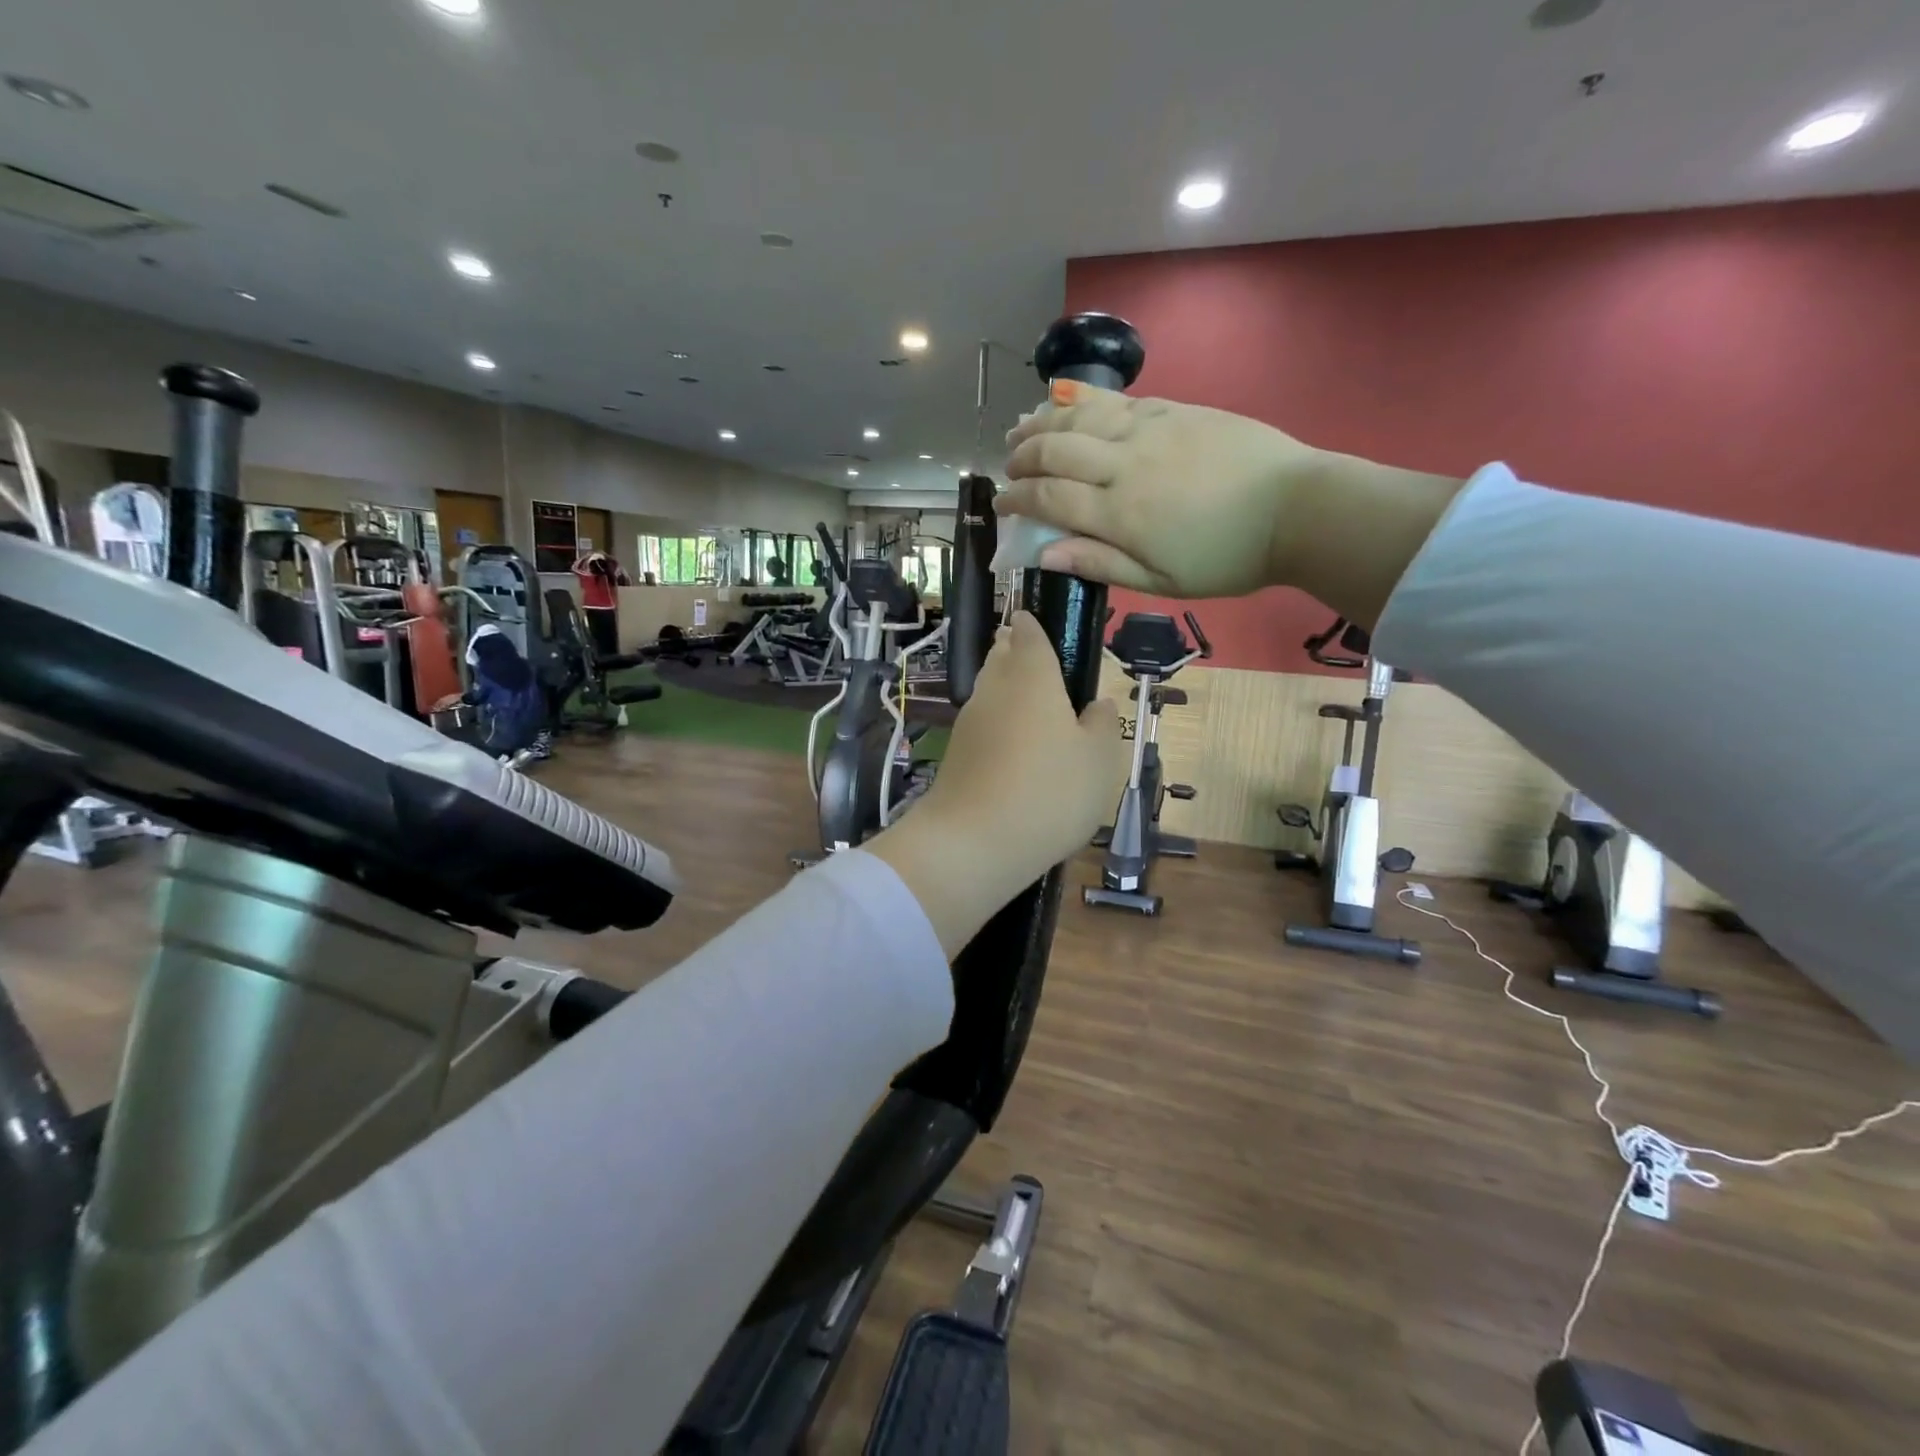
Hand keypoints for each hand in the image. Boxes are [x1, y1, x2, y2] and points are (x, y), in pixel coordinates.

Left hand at [867, 613, 1122, 957]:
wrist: (975, 841)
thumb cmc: (1051, 790)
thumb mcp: (1100, 759)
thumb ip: (1102, 725)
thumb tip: (1097, 704)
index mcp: (1032, 676)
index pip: (1029, 634)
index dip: (1033, 625)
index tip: (1034, 619)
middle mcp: (995, 689)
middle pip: (1000, 657)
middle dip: (1012, 650)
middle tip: (1027, 650)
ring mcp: (969, 722)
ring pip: (987, 689)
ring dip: (1001, 683)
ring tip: (1023, 690)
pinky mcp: (956, 754)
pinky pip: (981, 723)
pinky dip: (994, 720)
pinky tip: (1009, 738)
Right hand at [999, 380, 1462, 626]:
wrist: (1296, 509)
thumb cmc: (1227, 558)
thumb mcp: (1161, 581)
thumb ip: (1100, 563)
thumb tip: (1043, 555)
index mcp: (1120, 513)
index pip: (1049, 499)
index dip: (1017, 501)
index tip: (1001, 506)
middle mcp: (1125, 464)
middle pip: (1055, 450)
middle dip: (1022, 458)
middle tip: (1008, 468)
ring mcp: (1150, 430)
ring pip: (1080, 416)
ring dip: (1042, 421)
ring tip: (1020, 428)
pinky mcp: (1175, 410)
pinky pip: (1117, 401)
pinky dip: (1083, 402)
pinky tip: (1067, 403)